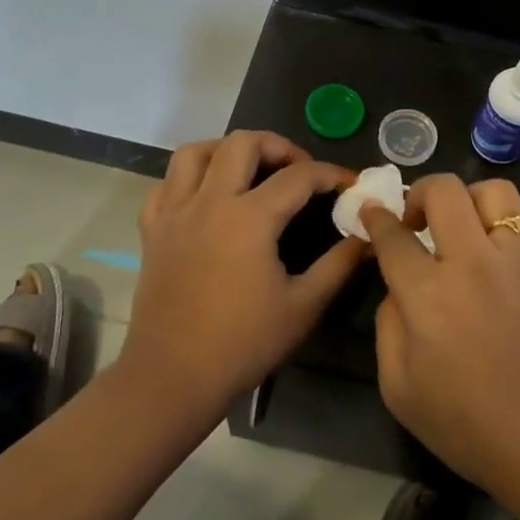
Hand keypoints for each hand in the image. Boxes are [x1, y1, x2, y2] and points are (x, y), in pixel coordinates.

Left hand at [123, 132, 364, 424]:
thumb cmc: (243, 344)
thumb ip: (339, 265)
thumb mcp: (304, 306)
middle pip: (243, 142)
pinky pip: (165, 184)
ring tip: (249, 169)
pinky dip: (189, 178)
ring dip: (227, 149)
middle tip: (298, 169)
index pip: (299, 176)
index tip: (349, 183)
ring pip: (195, 152)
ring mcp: (174, 213)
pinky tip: (206, 196)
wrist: (173, 377)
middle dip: (278, 145)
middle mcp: (209, 201)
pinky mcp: (152, 230)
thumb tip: (367, 237)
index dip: (330, 174)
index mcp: (249, 218)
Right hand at [361, 177, 519, 511]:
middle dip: (420, 194)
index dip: (376, 218)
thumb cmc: (467, 426)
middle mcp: (473, 263)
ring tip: (470, 227)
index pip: (392, 234)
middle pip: (443, 190)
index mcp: (427, 295)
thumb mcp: (398, 388)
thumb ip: (388, 325)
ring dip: (474, 201)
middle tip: (419, 220)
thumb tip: (398, 285)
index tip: (373, 214)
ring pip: (497, 193)